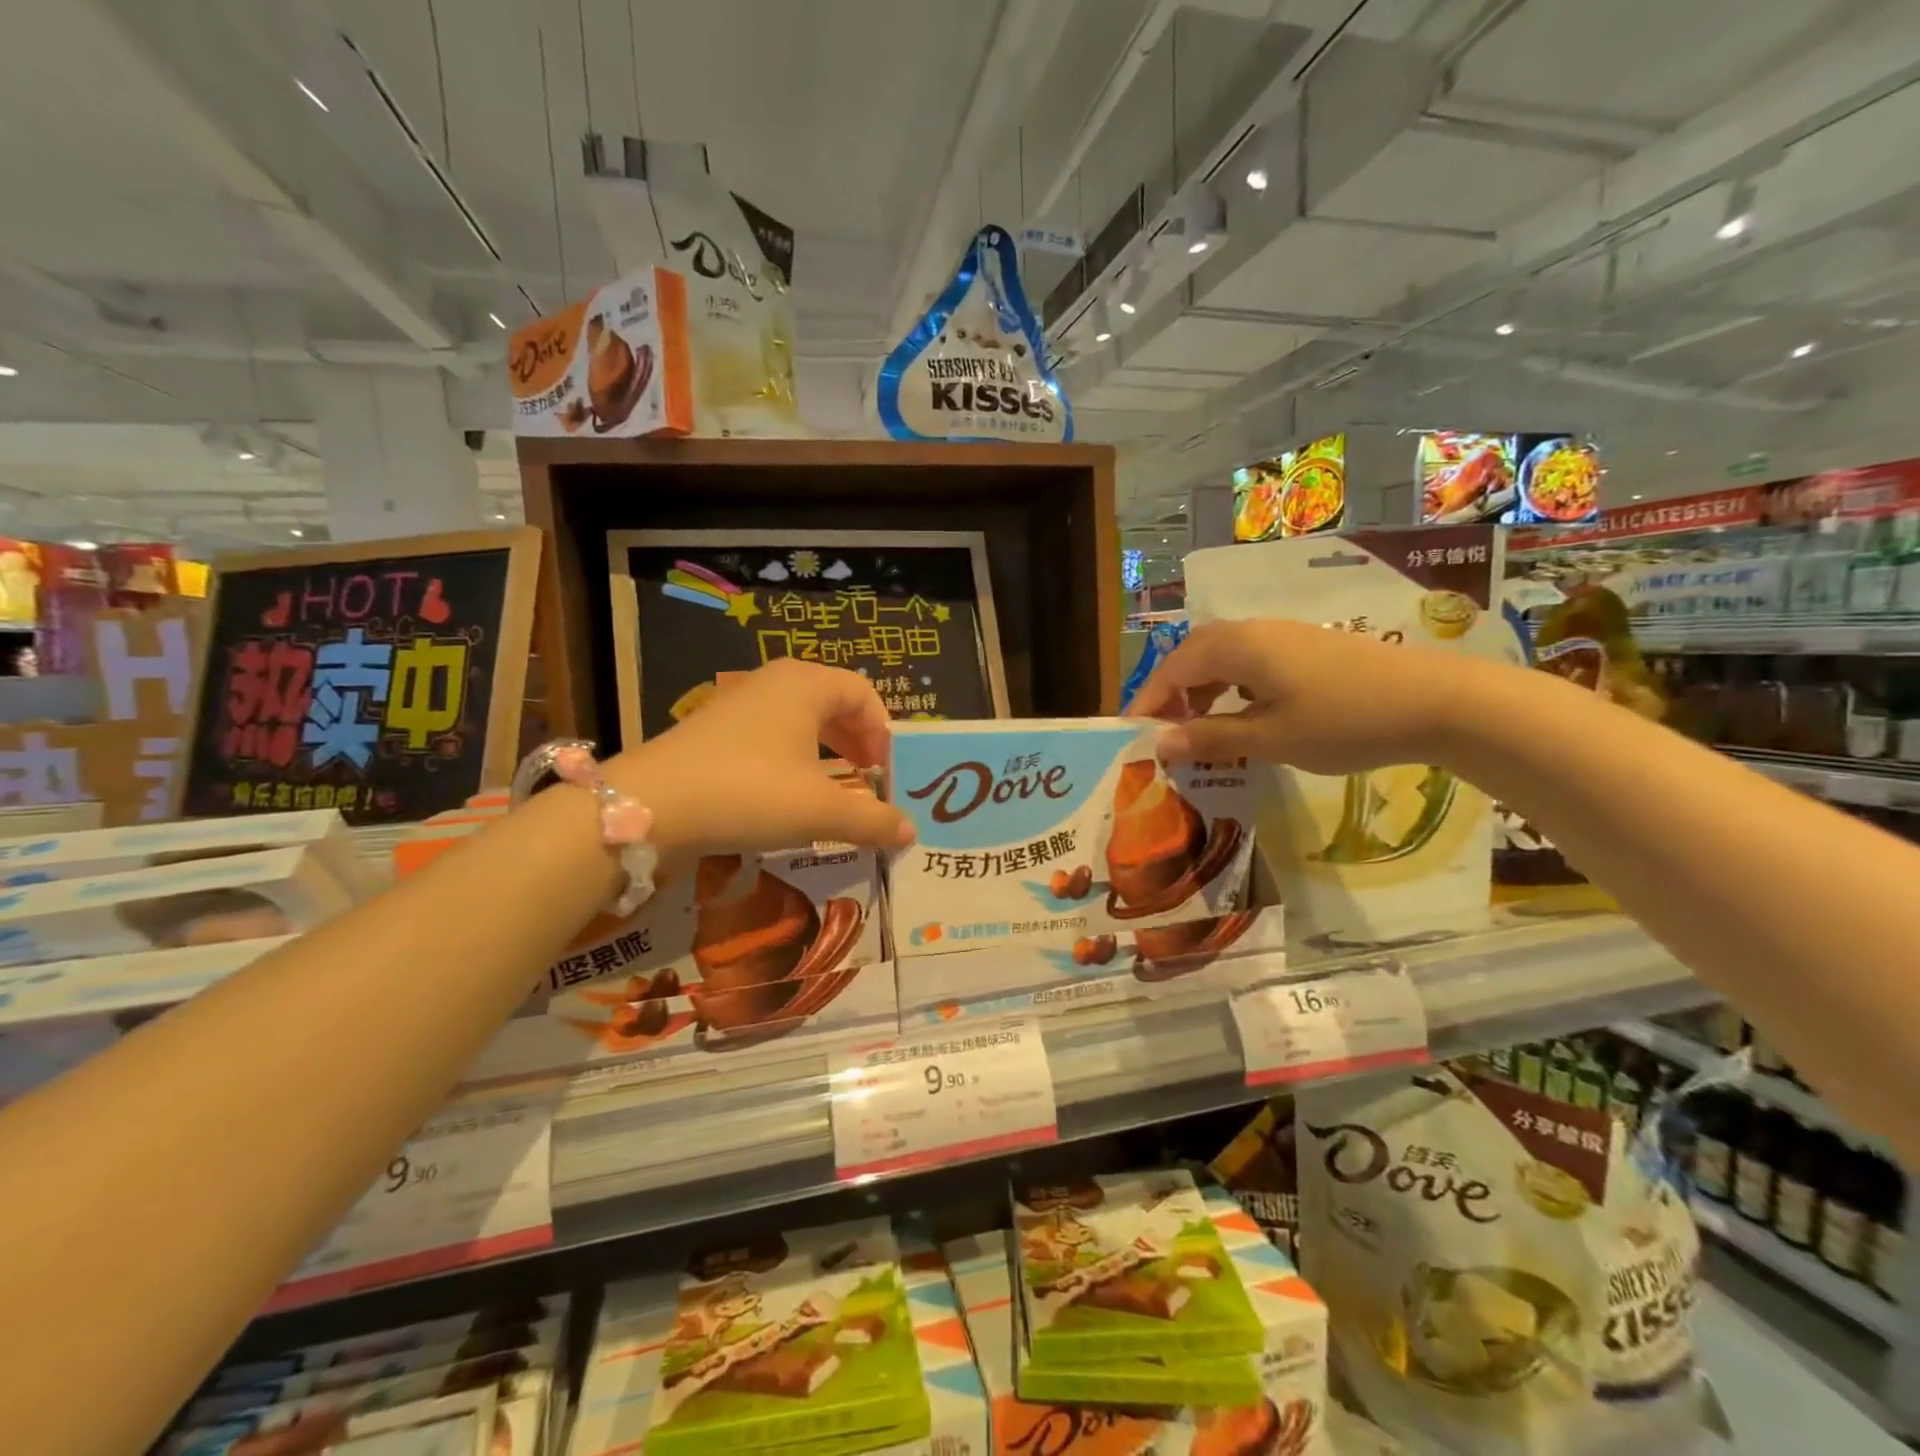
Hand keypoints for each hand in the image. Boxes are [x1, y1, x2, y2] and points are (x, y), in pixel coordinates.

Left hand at [613, 659, 914, 862]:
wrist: (650, 806)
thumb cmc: (750, 792)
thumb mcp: (820, 810)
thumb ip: (872, 820)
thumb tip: (910, 833)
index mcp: (806, 685)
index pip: (863, 693)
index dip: (883, 732)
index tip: (887, 773)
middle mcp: (774, 683)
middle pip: (833, 704)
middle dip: (857, 743)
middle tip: (869, 780)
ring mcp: (739, 704)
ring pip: (800, 721)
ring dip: (827, 753)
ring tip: (837, 790)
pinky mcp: (714, 732)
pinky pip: (771, 736)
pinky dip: (794, 760)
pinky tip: (791, 795)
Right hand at [1129, 619, 1471, 774]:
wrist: (1436, 700)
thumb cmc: (1344, 720)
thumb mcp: (1270, 737)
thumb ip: (1210, 737)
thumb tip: (1160, 744)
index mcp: (1236, 647)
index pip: (1172, 670)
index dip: (1148, 702)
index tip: (1132, 736)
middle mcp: (1252, 632)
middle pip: (1192, 657)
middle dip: (1171, 694)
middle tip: (1163, 733)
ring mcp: (1282, 637)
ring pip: (1221, 658)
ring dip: (1200, 690)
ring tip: (1196, 729)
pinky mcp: (1305, 648)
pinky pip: (1248, 662)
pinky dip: (1230, 687)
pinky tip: (1240, 714)